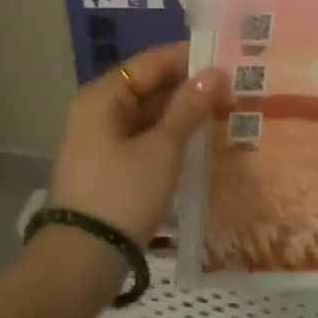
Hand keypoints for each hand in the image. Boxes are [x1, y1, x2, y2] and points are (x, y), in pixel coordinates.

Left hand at [48, 43, 228, 245]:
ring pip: (149, 112)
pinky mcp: (108, 163)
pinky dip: (170, 134)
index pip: (152, 62)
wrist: (83, 258)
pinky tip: (200, 140)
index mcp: (103, 96)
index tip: (230, 63)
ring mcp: (101, 138)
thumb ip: (189, 107)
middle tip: (235, 93)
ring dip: (183, 112)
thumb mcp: (163, 148)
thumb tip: (215, 72)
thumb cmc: (124, 193)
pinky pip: (144, 135)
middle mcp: (98, 109)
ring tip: (224, 114)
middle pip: (150, 85)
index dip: (191, 59)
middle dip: (190, 87)